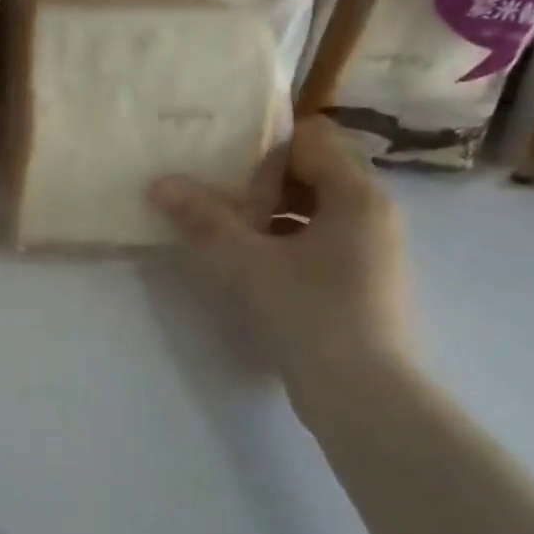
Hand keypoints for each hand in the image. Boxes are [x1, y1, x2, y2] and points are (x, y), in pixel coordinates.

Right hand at [149, 116, 412, 404]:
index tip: (221, 160)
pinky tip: (249, 259)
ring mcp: (371, 247)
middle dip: (262, 178)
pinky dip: (285, 237)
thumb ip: (204, 218)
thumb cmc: (310, 314)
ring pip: (316, 206)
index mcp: (357, 195)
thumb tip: (160, 182)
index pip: (313, 138)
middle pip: (314, 170)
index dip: (265, 142)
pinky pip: (320, 237)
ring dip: (270, 210)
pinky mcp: (362, 278)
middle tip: (214, 191)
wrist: (363, 395)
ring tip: (224, 225)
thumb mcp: (247, 263)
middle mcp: (373, 212)